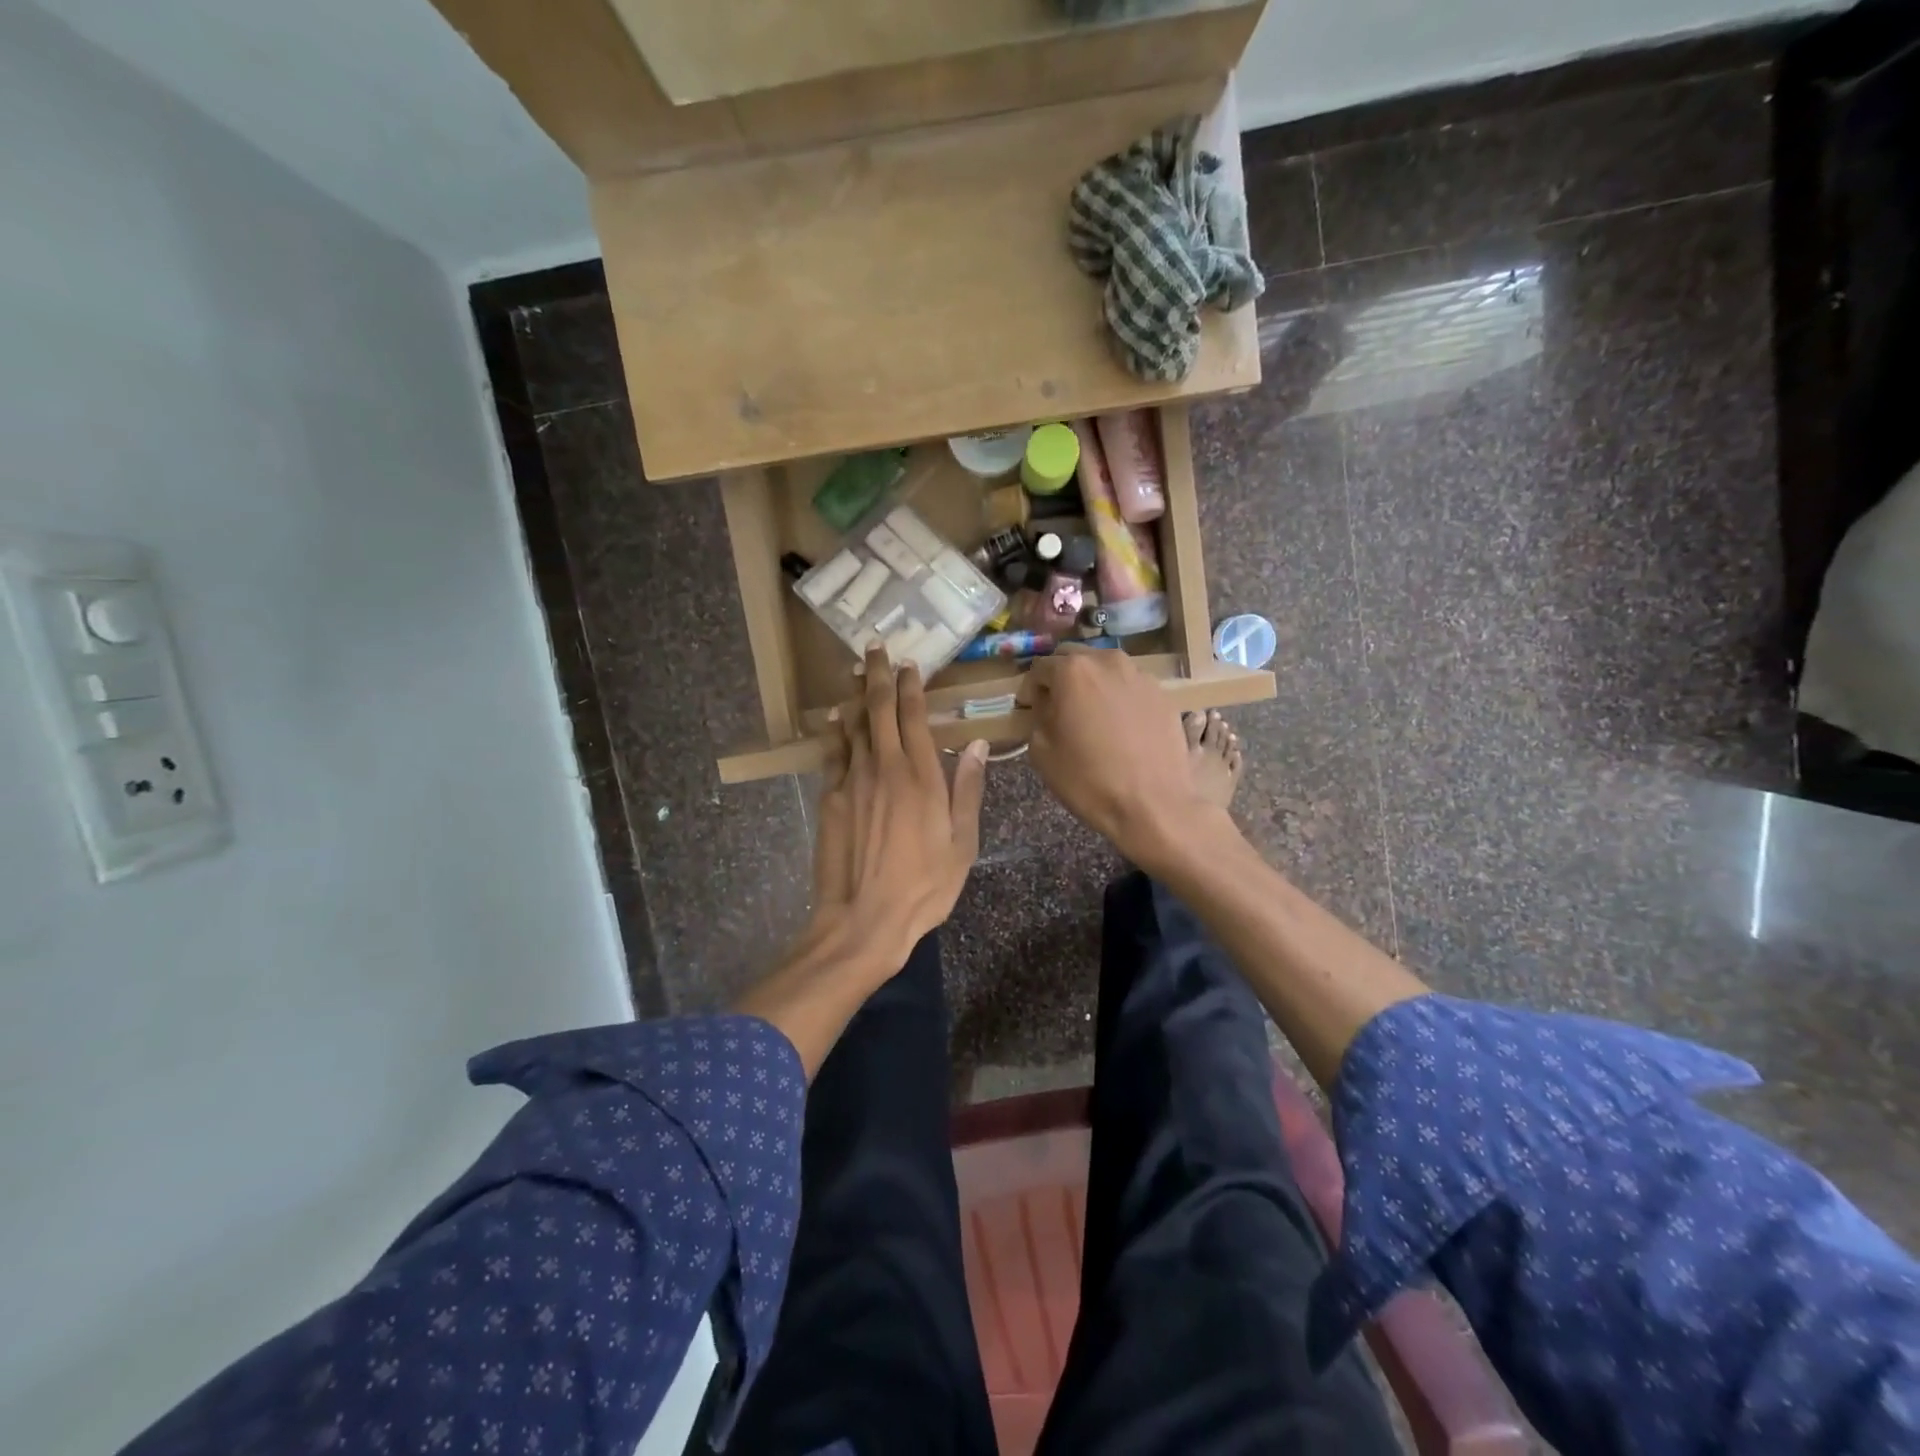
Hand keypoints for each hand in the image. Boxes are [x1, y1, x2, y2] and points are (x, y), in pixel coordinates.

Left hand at [734, 648, 987, 1074]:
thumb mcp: (962, 842)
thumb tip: (976, 744)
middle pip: (879, 709)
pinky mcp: (831, 798)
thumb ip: (968, 789)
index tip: (909, 664)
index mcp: (921, 775)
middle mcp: (884, 766)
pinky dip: (835, 731)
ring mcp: (853, 780)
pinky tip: (834, 719)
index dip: (910, 686)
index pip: (914, 716)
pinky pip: (833, 753)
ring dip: (855, 696)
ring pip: (853, 725)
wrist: (864, 919)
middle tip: (874, 648)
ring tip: (854, 671)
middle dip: (877, 675)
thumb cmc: (924, 885)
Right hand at [1020, 646, 1223, 864]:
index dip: (1030, 690)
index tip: (1029, 711)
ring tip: (1091, 716)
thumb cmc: (1088, 779)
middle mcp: (1108, 661)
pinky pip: (1130, 687)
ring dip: (1092, 685)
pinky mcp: (1163, 694)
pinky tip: (1119, 727)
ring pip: (1105, 670)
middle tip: (1058, 709)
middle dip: (1061, 679)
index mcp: (1073, 670)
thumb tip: (1046, 704)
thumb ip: (1038, 716)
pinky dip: (1118, 698)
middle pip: (1074, 659)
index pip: (1039, 668)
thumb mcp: (1042, 750)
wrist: (1152, 804)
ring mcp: (1140, 675)